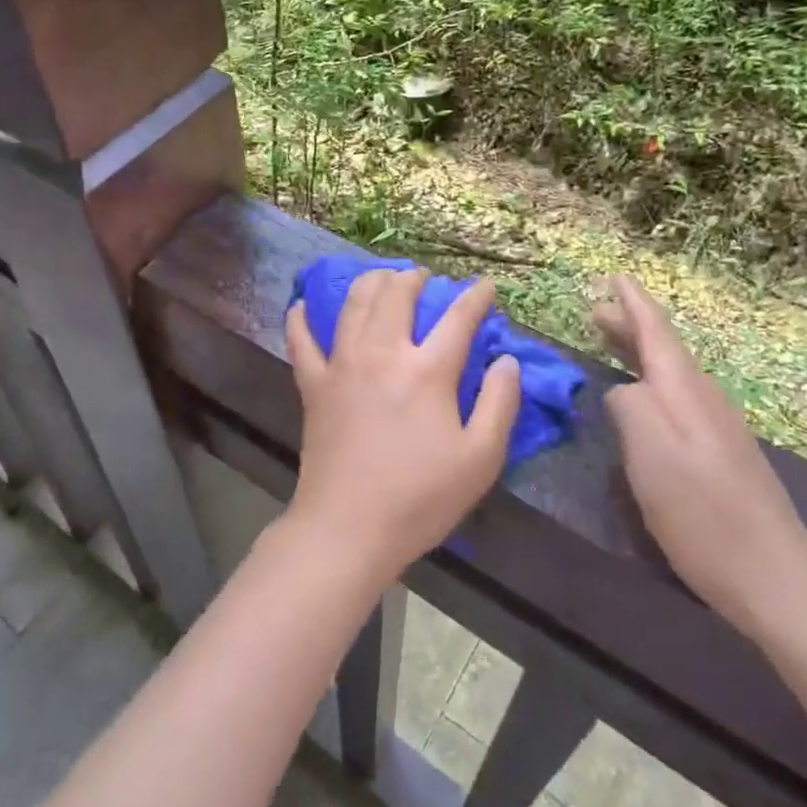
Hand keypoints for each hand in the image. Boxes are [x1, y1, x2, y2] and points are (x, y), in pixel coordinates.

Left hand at [284, 268, 521, 586]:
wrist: (349, 527)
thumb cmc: (421, 498)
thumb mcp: (480, 459)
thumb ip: (499, 404)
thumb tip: (507, 361)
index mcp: (427, 371)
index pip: (457, 319)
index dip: (475, 298)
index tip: (485, 287)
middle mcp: (382, 354)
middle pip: (396, 296)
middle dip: (413, 279)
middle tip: (423, 278)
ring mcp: (341, 365)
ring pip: (353, 305)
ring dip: (370, 283)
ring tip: (381, 278)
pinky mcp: (313, 385)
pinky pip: (301, 341)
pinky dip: (299, 320)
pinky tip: (299, 307)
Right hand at [593, 275, 806, 641]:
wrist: (776, 581)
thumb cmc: (704, 515)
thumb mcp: (651, 455)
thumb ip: (629, 407)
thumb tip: (620, 389)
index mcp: (685, 393)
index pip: (656, 332)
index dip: (633, 303)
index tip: (614, 275)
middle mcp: (705, 400)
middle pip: (664, 350)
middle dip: (630, 325)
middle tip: (595, 309)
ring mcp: (718, 428)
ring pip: (671, 373)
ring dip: (639, 352)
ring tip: (611, 342)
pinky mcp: (722, 455)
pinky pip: (678, 397)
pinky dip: (652, 381)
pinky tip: (643, 397)